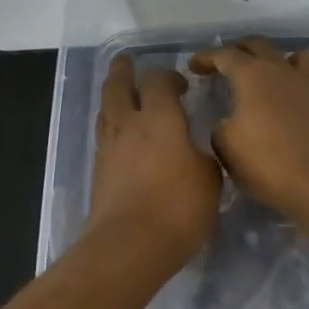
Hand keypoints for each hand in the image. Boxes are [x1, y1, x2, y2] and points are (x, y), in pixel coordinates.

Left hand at [87, 55, 222, 265]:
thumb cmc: (178, 208)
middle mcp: (129, 125)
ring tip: (121, 94)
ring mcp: (109, 148)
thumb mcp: (210, 179)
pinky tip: (121, 136)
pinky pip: (104, 136)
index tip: (181, 84)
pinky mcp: (99, 172)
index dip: (169, 76)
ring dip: (113, 96)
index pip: (158, 81)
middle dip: (123, 72)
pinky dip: (112, 126)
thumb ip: (204, 157)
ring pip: (106, 110)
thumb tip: (197, 152)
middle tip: (127, 62)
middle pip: (118, 86)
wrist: (128, 245)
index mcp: (160, 119)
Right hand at [188, 37, 308, 218]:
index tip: (194, 66)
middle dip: (241, 50)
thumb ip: (221, 127)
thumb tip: (228, 122)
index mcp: (254, 76)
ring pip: (306, 58)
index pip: (225, 55)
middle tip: (227, 64)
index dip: (207, 57)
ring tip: (278, 76)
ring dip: (289, 62)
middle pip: (262, 46)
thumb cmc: (266, 164)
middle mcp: (286, 73)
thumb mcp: (225, 147)